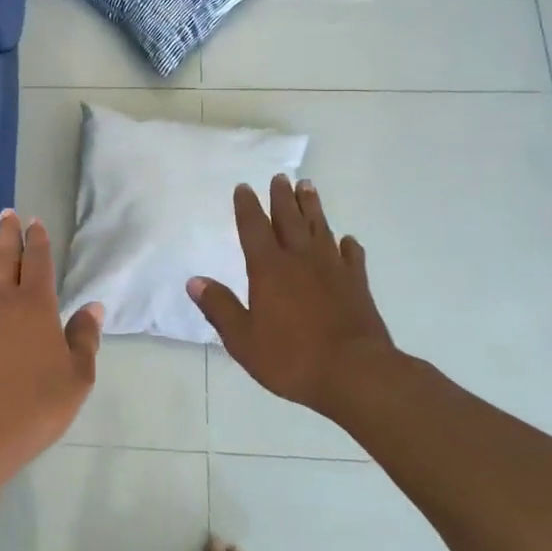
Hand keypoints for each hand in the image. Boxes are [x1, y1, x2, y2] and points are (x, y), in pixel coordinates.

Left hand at [0, 211, 102, 487]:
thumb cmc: (34, 405)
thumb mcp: (76, 377)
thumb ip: (84, 338)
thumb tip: (92, 306)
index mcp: (35, 305)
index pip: (37, 261)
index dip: (37, 240)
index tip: (35, 222)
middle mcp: (1, 299)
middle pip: (4, 257)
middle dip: (8, 233)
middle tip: (7, 212)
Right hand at [187, 176, 399, 416]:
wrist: (355, 373)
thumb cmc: (292, 358)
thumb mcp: (243, 339)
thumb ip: (219, 307)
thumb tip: (194, 280)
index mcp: (269, 269)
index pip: (254, 228)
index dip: (247, 207)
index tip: (244, 187)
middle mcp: (300, 260)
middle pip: (289, 219)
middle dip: (282, 197)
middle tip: (280, 177)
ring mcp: (332, 269)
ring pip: (320, 228)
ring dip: (312, 207)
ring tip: (308, 187)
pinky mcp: (357, 284)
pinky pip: (351, 256)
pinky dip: (347, 245)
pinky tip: (346, 240)